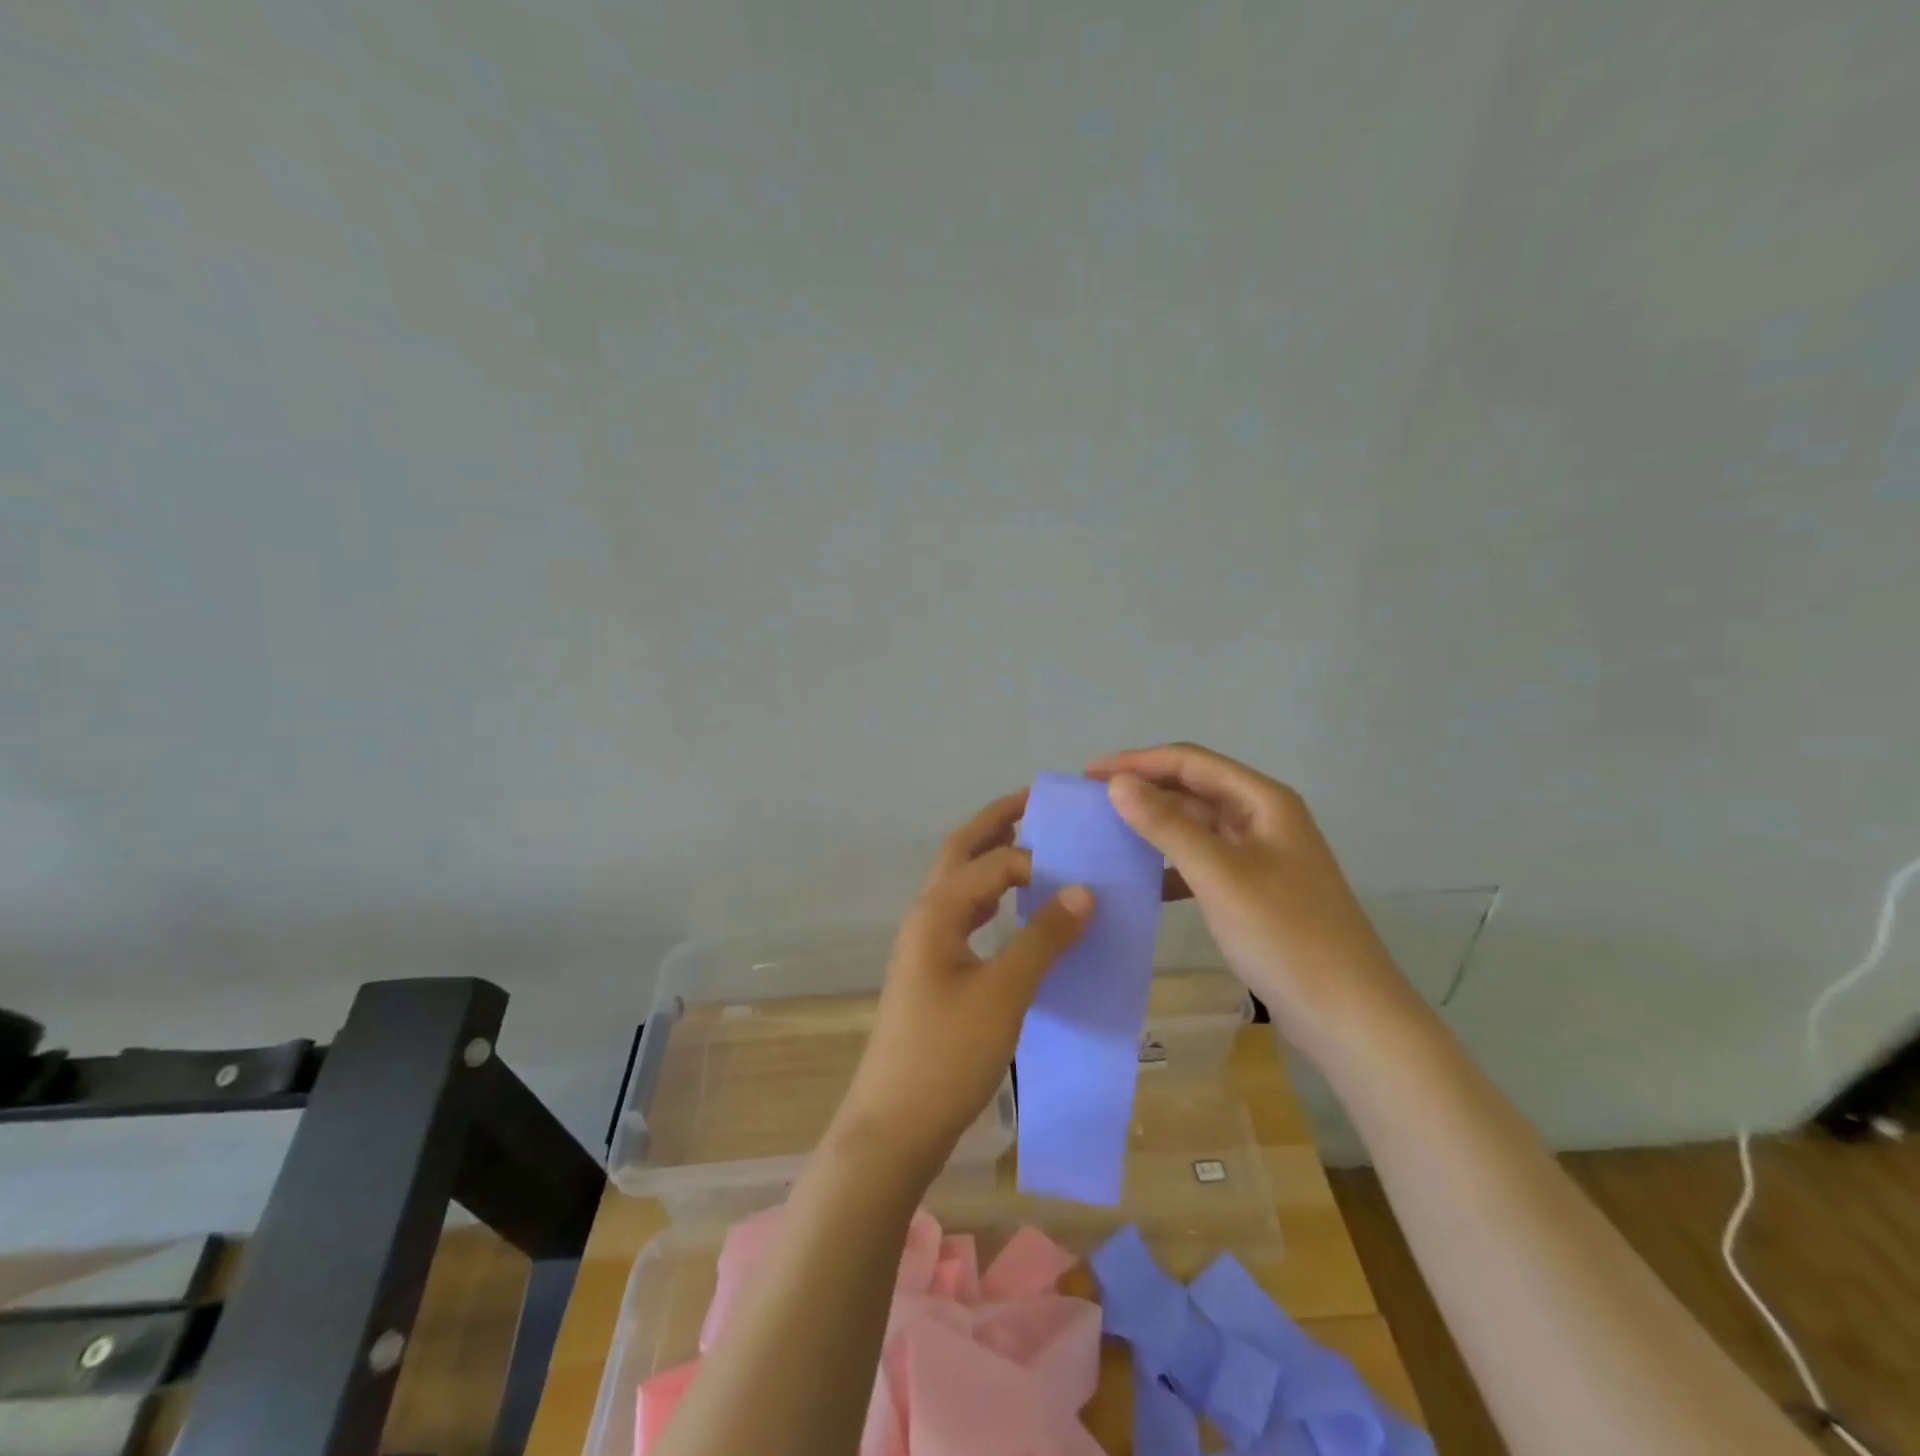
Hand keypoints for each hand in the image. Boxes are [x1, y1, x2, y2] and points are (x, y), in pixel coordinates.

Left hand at [835, 791, 1093, 1175]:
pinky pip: (965, 916)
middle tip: (1036, 801)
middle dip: (995, 823)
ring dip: (991, 859)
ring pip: (960, 884)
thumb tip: (1085, 891)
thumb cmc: (947, 1055)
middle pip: (960, 853)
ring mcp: (925, 944)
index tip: (1084, 873)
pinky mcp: (933, 972)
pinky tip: (1015, 912)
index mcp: (936, 911)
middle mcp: (925, 917)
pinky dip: (991, 899)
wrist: (895, 1126)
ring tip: (1034, 847)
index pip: (992, 863)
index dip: (1037, 861)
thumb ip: (1044, 939)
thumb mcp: (1004, 994)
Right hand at [1086, 743, 1413, 1049]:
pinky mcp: (1256, 892)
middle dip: (1144, 790)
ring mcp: (1262, 857)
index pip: (1190, 762)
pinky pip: (1204, 863)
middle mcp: (1264, 819)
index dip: (1137, 762)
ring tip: (1108, 834)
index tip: (1088, 774)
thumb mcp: (1219, 874)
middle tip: (1091, 803)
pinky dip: (1173, 866)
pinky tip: (1144, 882)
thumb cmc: (1284, 935)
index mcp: (1263, 801)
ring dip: (1156, 826)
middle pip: (1194, 789)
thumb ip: (1167, 825)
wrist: (1348, 1015)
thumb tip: (1117, 783)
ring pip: (1198, 827)